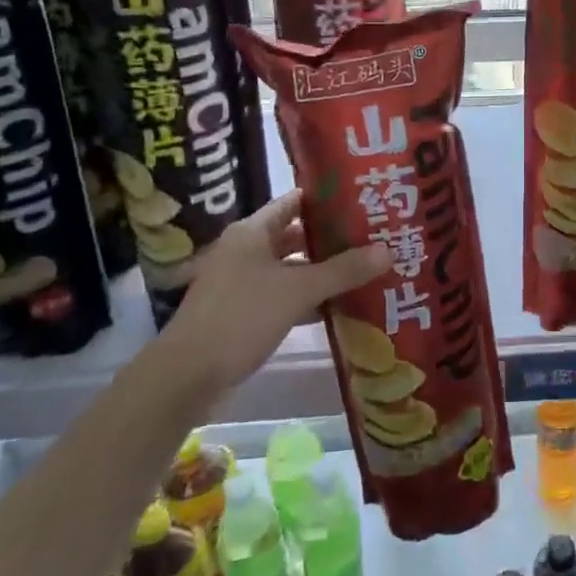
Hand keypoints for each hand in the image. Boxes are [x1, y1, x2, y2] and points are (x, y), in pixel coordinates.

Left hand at [160, 191, 390, 392]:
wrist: (186, 376)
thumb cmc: (241, 317)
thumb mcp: (298, 290)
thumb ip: (343, 270)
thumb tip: (388, 250)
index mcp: (252, 232)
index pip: (295, 201)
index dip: (327, 199)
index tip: (363, 199)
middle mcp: (245, 250)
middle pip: (295, 236)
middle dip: (331, 238)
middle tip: (373, 236)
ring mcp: (241, 283)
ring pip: (290, 269)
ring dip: (322, 271)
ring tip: (365, 269)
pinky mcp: (242, 313)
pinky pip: (283, 296)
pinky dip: (308, 299)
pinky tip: (339, 306)